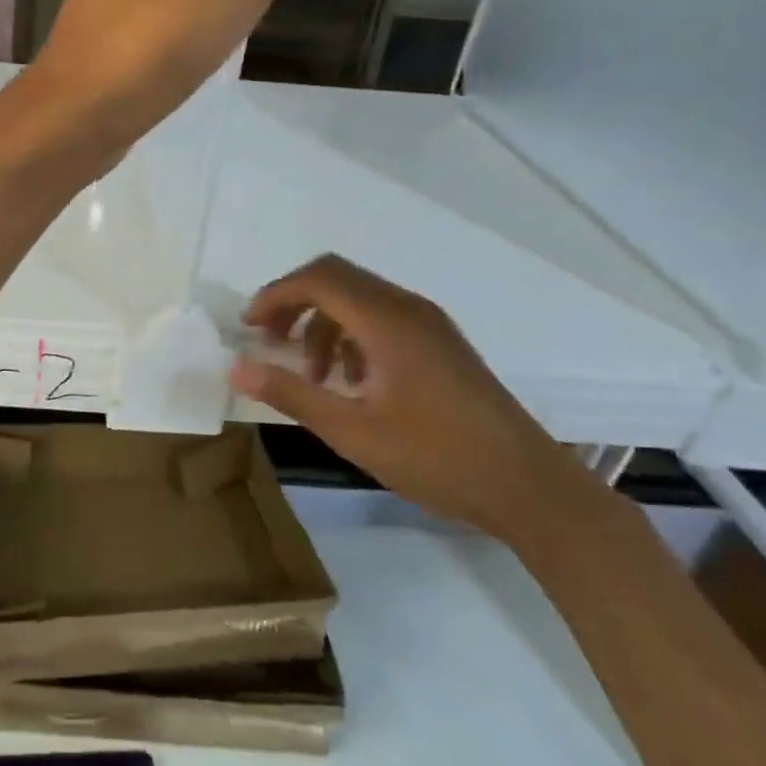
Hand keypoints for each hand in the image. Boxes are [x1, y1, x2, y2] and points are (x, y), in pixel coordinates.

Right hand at [229, 255, 584, 540]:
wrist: (529, 487)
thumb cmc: (437, 458)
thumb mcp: (352, 431)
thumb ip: (291, 393)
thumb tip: (236, 366)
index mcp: (387, 321)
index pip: (317, 279)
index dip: (275, 295)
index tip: (248, 327)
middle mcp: (408, 308)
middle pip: (336, 278)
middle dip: (293, 302)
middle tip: (269, 340)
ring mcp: (429, 324)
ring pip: (359, 297)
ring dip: (322, 322)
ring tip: (311, 374)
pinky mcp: (440, 343)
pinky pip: (382, 317)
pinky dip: (350, 334)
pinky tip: (350, 381)